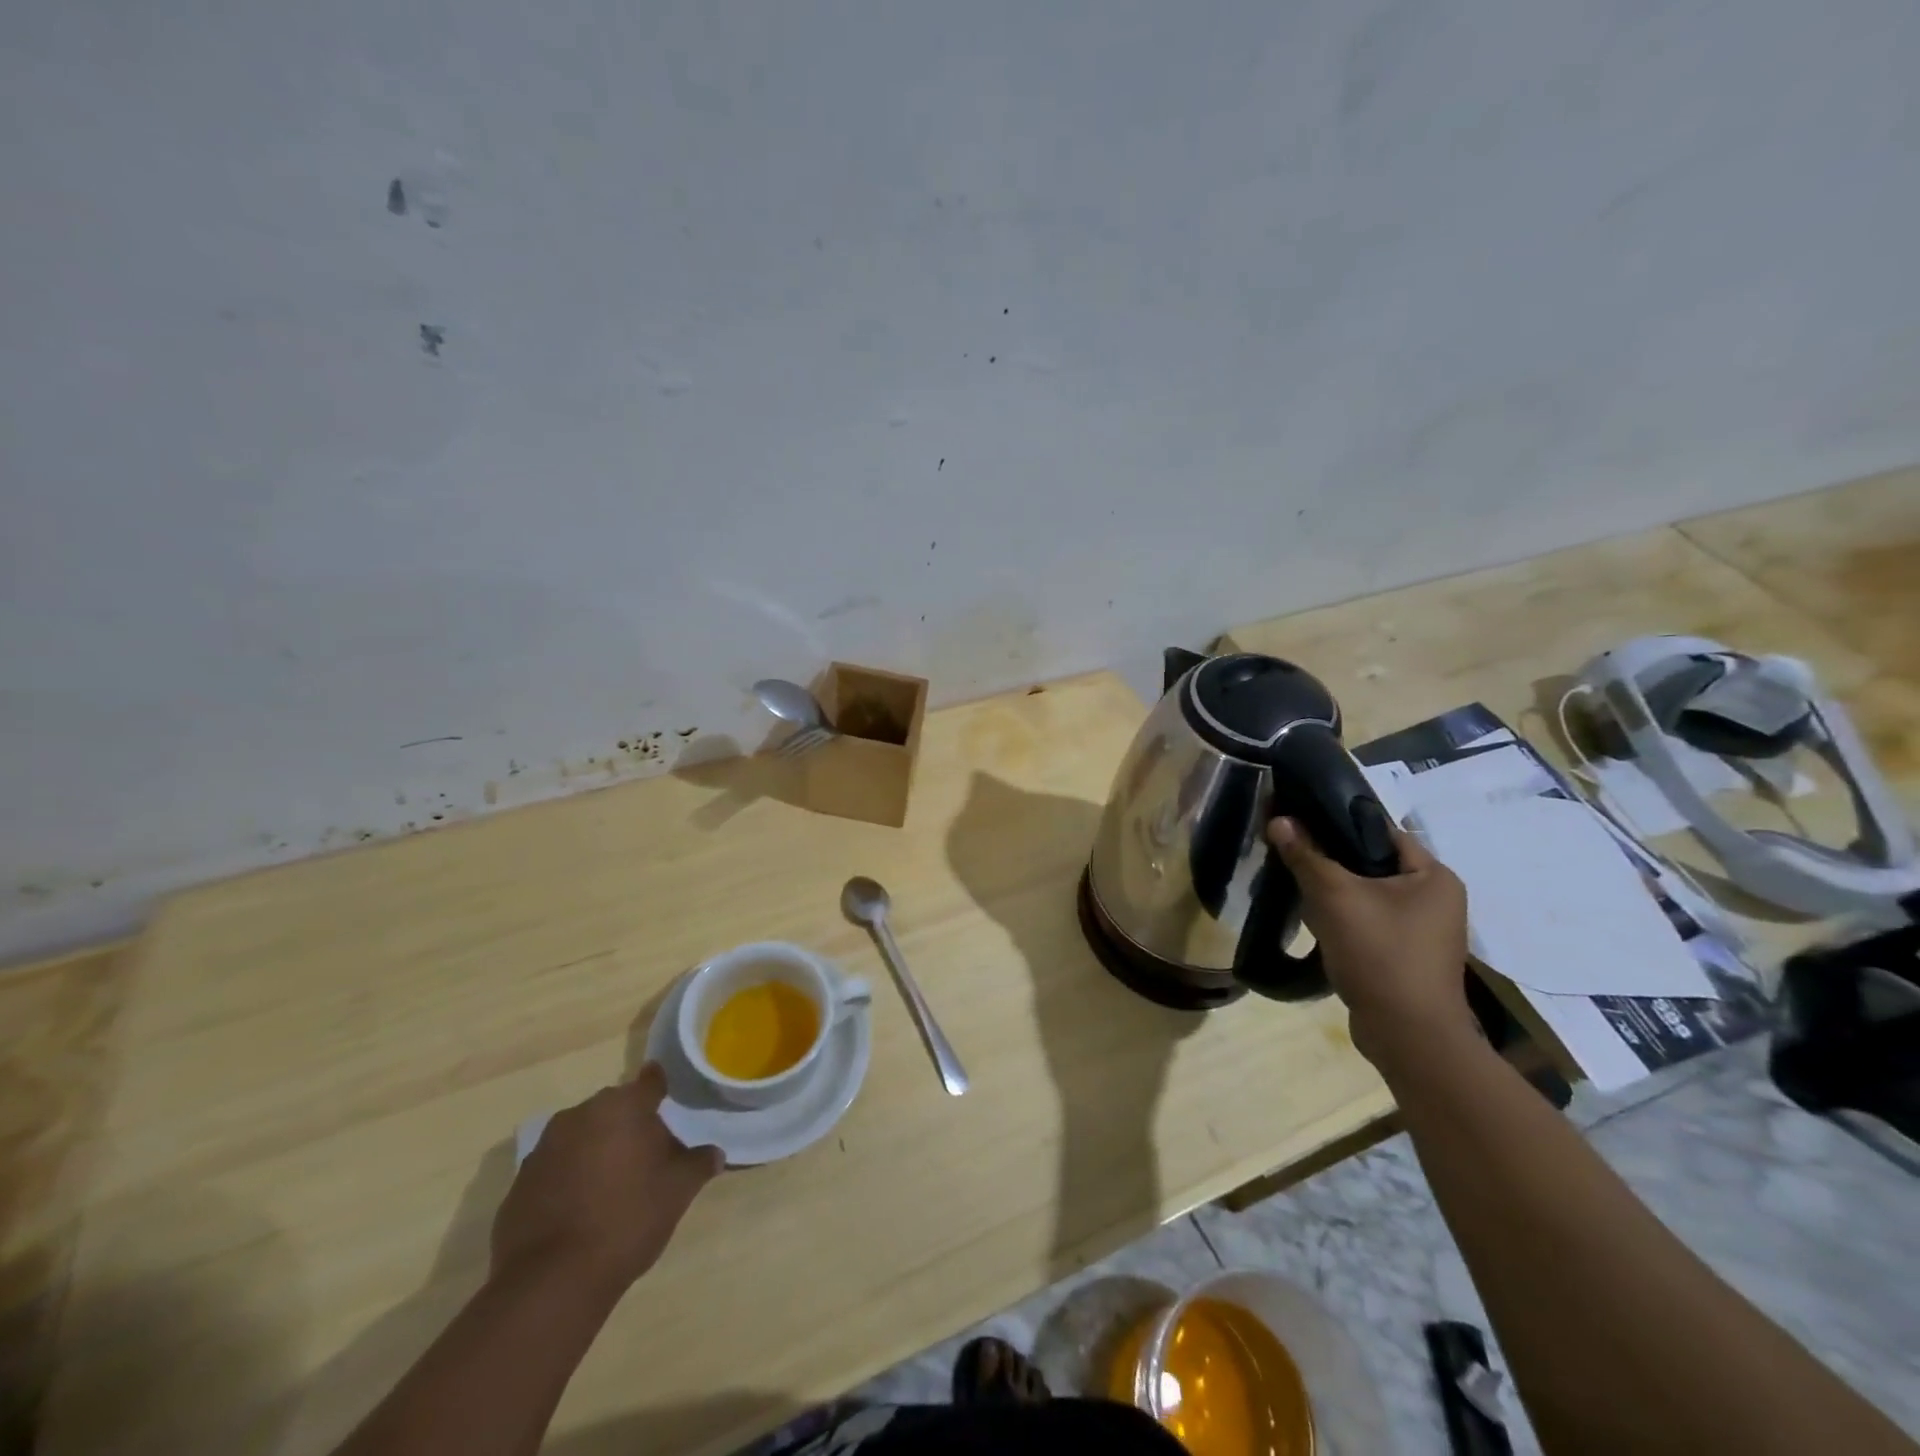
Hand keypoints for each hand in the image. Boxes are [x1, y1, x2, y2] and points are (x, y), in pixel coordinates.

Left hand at [491, 1063, 722, 1297]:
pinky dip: (569, 1177)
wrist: (551, 1282)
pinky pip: (555, 1167)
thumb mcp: (678, 1191)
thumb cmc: (627, 1220)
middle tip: (647, 1155)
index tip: (668, 1099)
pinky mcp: (519, 1183)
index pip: (650, 1082)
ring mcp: (544, 1148)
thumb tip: (714, 1153)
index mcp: (623, 1107)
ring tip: (612, 1184)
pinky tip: (580, 1210)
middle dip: (629, 1124)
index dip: (661, 1088)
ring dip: (597, 1149)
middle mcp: (581, 1115)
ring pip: (582, 1135)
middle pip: (614, 1108)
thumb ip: (698, 1164)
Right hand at [1267, 816, 1475, 1067]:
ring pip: (1367, 894)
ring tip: (1297, 887)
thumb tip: (1278, 819)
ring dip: (1334, 892)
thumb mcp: (1335, 897)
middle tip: (1292, 855)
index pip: (1382, 831)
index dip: (1339, 821)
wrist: (1407, 1036)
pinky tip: (1316, 922)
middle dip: (1331, 861)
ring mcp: (1423, 931)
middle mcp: (1436, 899)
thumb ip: (1306, 855)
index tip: (1299, 818)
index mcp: (1434, 876)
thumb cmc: (1380, 954)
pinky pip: (1368, 921)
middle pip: (1372, 863)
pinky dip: (1343, 918)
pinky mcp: (1405, 955)